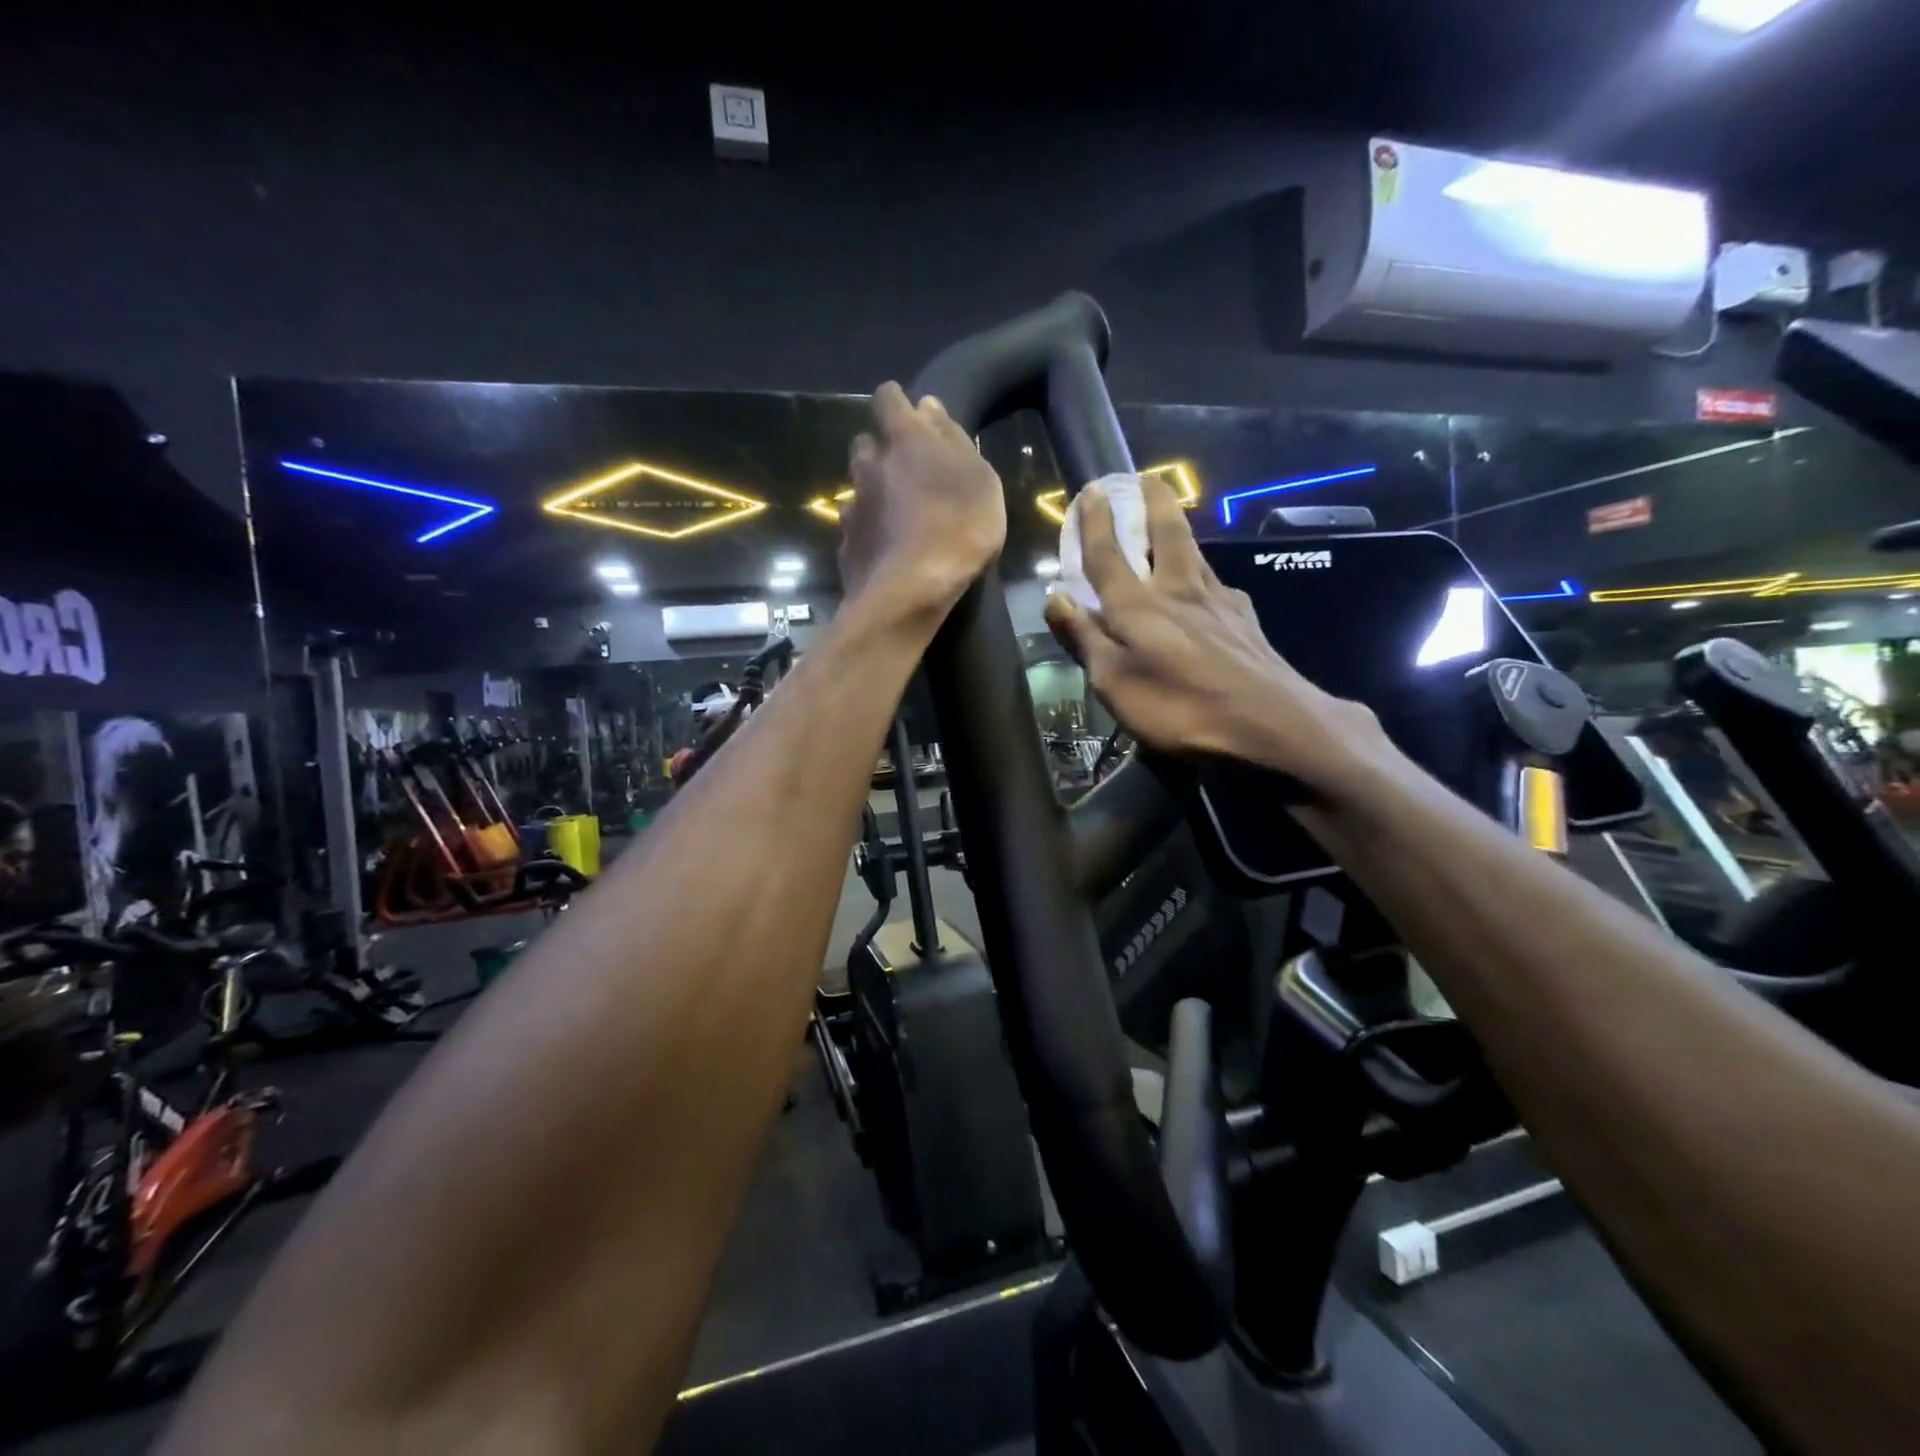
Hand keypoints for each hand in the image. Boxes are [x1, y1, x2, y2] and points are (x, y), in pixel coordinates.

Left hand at [841, 383, 1006, 626]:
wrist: (911, 591)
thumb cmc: (959, 529)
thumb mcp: (980, 480)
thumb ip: (953, 439)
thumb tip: (928, 407)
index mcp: (905, 441)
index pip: (888, 398)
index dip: (897, 403)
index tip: (912, 417)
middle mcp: (870, 465)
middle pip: (867, 442)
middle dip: (882, 450)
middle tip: (908, 472)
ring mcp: (854, 505)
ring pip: (858, 485)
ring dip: (874, 490)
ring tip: (897, 514)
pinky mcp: (846, 542)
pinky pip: (855, 524)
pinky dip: (868, 528)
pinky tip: (885, 546)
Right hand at [1043, 476, 1382, 785]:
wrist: (1269, 725)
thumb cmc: (1180, 709)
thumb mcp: (1115, 683)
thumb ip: (1085, 638)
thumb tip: (1054, 597)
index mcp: (1139, 606)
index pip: (1109, 555)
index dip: (1095, 522)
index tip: (1090, 490)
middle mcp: (1180, 591)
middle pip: (1167, 534)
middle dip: (1154, 503)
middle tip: (1147, 478)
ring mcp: (1220, 603)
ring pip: (1195, 555)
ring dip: (1180, 531)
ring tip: (1172, 522)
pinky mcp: (1246, 622)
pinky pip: (1218, 587)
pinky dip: (1205, 578)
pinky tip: (1209, 591)